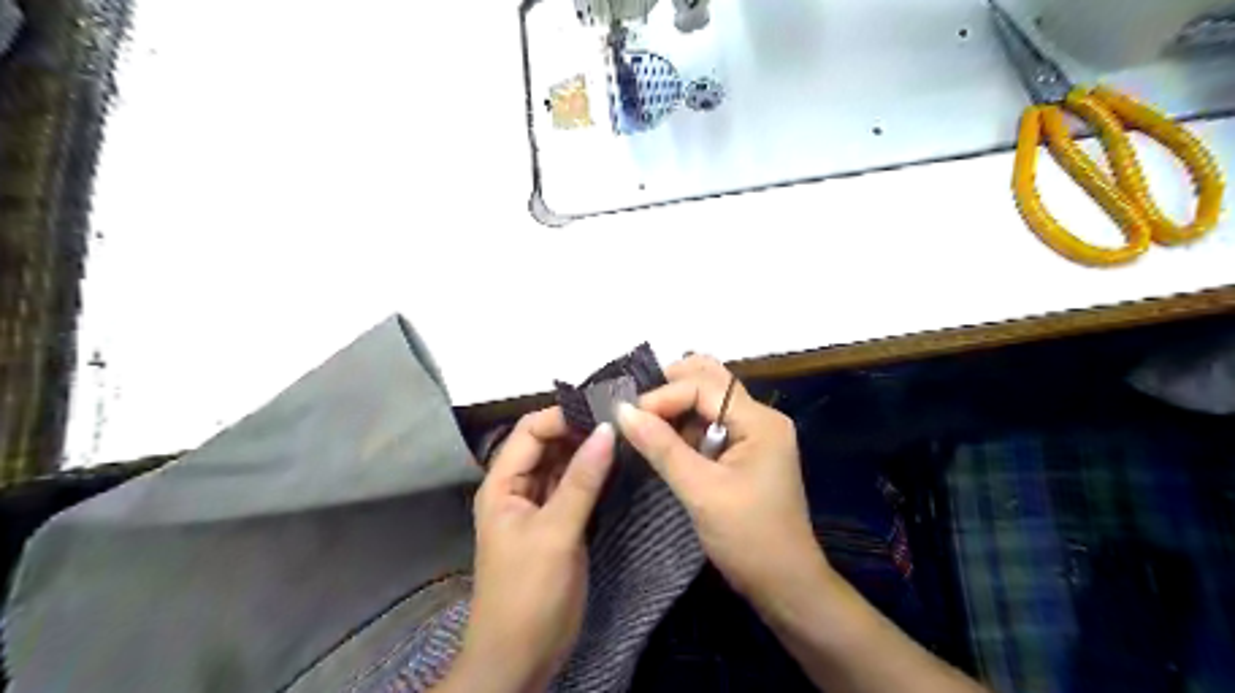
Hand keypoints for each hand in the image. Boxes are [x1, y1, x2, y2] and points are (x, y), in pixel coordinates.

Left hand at [450, 409, 612, 689]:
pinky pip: (574, 488)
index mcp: (502, 484)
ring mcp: (538, 507)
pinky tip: (618, 466)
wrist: (520, 658)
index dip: (562, 417)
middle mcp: (518, 488)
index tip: (604, 412)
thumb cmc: (528, 592)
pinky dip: (593, 476)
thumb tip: (608, 429)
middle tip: (622, 421)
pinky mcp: (557, 524)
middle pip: (547, 445)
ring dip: (588, 452)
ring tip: (625, 436)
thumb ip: (582, 480)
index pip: (530, 431)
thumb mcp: (556, 532)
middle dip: (579, 431)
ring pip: (562, 465)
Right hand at [611, 356, 822, 606]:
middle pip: (712, 381)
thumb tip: (622, 411)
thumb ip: (661, 447)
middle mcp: (760, 418)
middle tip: (635, 407)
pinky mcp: (747, 452)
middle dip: (671, 388)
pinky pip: (712, 425)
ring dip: (677, 406)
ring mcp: (756, 434)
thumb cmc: (748, 538)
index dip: (663, 396)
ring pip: (710, 401)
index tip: (629, 418)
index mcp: (759, 421)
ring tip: (644, 422)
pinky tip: (664, 440)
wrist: (786, 585)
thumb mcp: (700, 491)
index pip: (704, 386)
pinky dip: (686, 426)